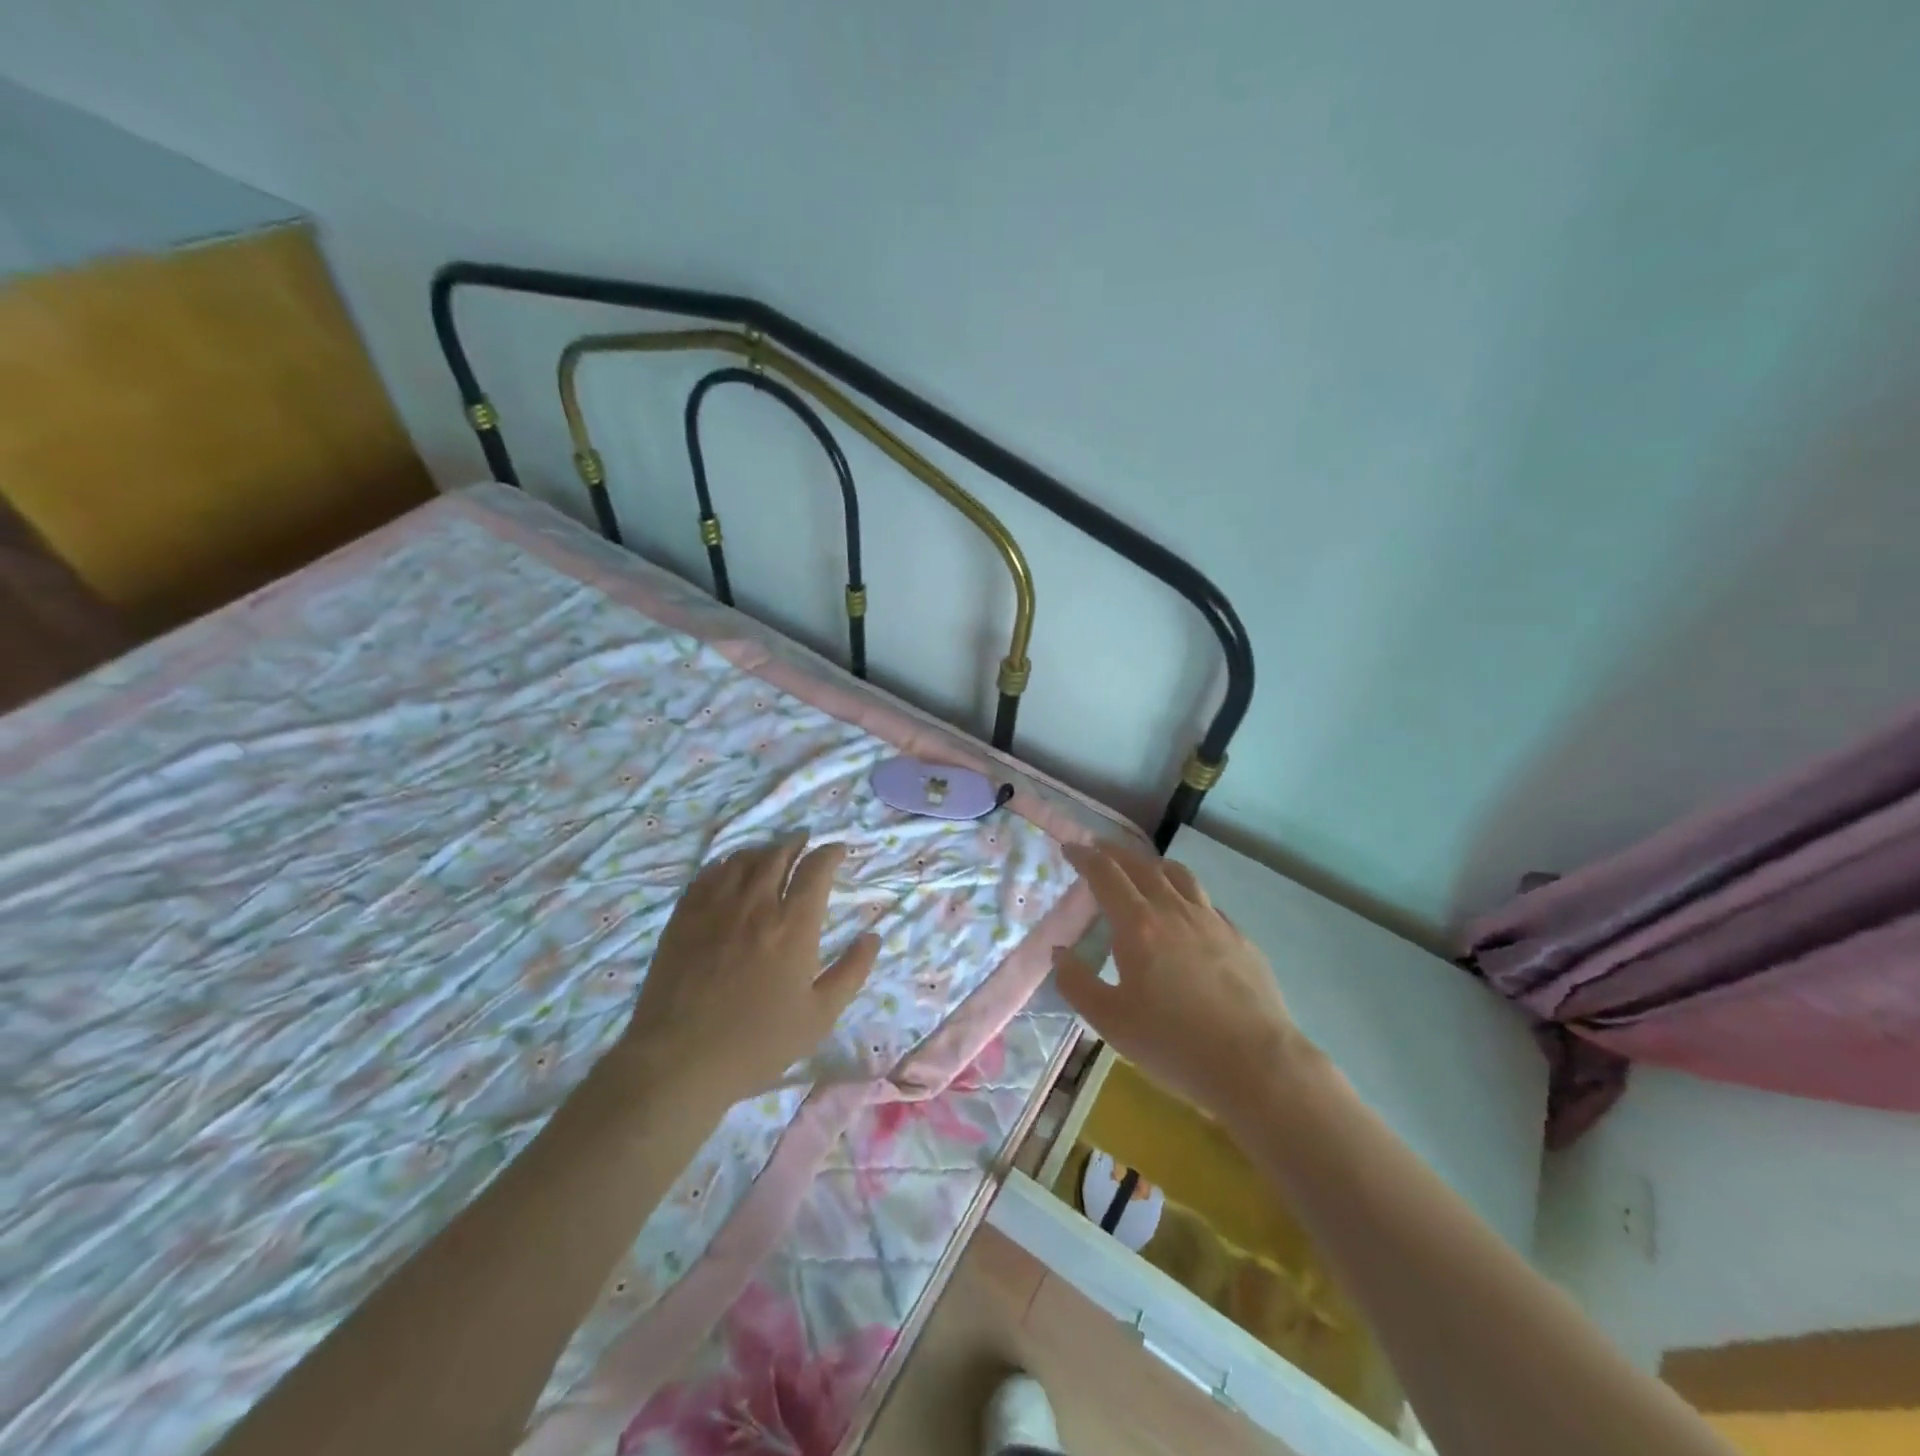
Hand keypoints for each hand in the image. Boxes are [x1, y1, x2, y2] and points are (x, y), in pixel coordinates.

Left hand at [613, 834, 879, 1113]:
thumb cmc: (758, 1042)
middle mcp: (756, 904)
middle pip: (778, 855)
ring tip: (771, 852)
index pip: (816, 870)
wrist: (680, 1060)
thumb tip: (873, 936)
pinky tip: (727, 869)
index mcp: (793, 925)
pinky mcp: (683, 918)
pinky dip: (725, 864)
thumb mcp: (819, 1016)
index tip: (838, 850)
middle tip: (804, 841)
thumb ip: (851, 972)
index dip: (830, 853)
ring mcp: (715, 907)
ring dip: (762, 850)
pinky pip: (707, 875)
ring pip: (742, 860)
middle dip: (796, 843)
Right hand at [1056, 843, 1310, 1127]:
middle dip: (1116, 853)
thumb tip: (1059, 952)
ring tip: (1144, 868)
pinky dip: (1186, 894)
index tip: (1070, 848)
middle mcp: (1175, 911)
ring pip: (1180, 876)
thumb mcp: (1111, 1022)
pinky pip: (1206, 902)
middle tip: (1099, 849)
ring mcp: (1213, 922)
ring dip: (1154, 864)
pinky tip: (1187, 912)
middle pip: (1142, 866)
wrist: (1256, 1065)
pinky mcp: (1240, 939)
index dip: (1085, 857)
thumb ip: (1077, 983)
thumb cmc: (1174, 1044)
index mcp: (1138, 926)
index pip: (1106, 875)